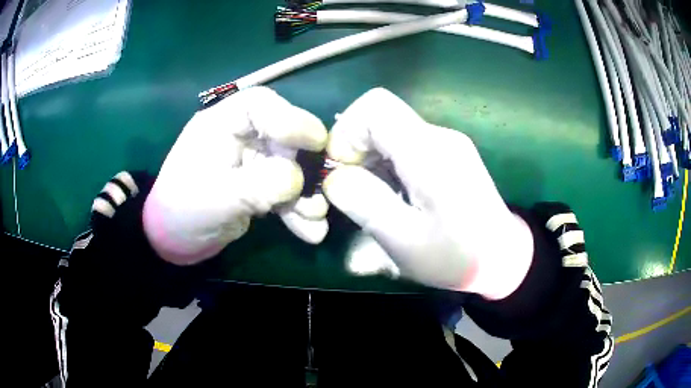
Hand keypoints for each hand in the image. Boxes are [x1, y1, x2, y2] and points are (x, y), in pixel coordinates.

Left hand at [143, 87, 328, 264]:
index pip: (258, 105)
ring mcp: (252, 161)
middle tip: (322, 191)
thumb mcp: (216, 198)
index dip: (290, 117)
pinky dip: (298, 209)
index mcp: (220, 124)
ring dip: (305, 194)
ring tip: (315, 218)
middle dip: (305, 166)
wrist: (175, 240)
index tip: (316, 141)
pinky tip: (310, 230)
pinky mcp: (258, 184)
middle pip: (283, 136)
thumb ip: (257, 185)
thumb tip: (297, 178)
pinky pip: (285, 190)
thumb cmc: (183, 211)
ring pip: (290, 166)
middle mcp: (240, 136)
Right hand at [323, 88, 533, 298]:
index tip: (342, 171)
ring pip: (391, 130)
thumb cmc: (456, 256)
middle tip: (353, 191)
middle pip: (380, 116)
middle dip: (355, 148)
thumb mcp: (404, 241)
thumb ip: (365, 204)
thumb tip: (335, 177)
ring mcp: (447, 143)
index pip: (374, 107)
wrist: (503, 258)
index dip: (347, 132)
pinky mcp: (450, 153)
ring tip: (373, 197)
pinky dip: (388, 162)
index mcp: (429, 152)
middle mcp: (440, 136)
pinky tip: (394, 193)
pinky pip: (406, 143)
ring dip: (371, 158)